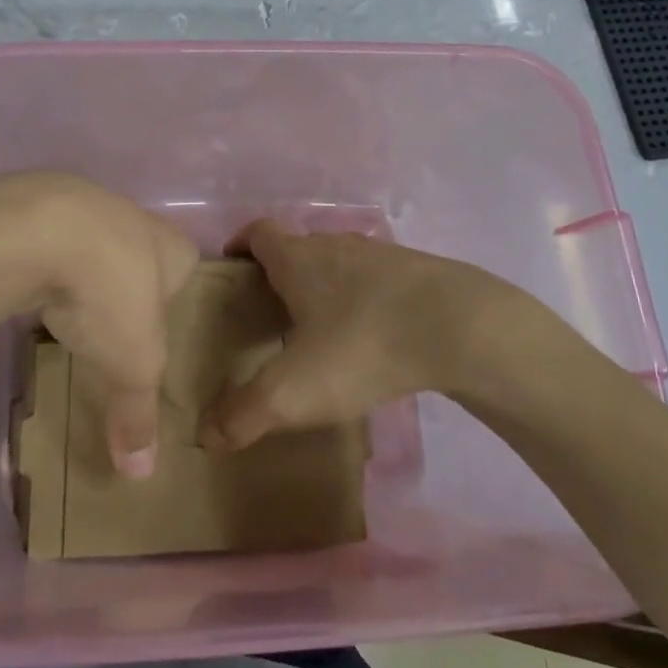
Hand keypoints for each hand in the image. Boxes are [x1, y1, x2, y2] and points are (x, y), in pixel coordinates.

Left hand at [0, 173, 197, 477]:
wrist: (38, 230)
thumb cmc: (111, 292)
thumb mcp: (133, 365)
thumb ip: (138, 414)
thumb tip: (140, 475)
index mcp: (173, 247)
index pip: (186, 266)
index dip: (176, 295)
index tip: (161, 326)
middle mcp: (134, 218)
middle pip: (138, 255)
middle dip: (126, 287)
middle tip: (114, 328)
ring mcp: (84, 206)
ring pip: (91, 246)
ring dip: (82, 274)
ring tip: (70, 313)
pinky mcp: (38, 209)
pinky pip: (49, 243)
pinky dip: (44, 266)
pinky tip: (32, 291)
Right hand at [199, 220, 580, 450]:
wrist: (461, 327)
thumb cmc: (362, 345)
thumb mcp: (295, 390)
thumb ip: (245, 413)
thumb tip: (206, 434)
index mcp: (297, 258)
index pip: (257, 232)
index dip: (241, 245)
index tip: (233, 271)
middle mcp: (334, 244)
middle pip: (298, 248)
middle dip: (281, 275)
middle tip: (271, 316)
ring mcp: (380, 254)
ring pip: (340, 263)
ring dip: (326, 287)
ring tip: (322, 331)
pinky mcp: (418, 272)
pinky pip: (377, 281)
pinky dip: (366, 300)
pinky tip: (373, 337)